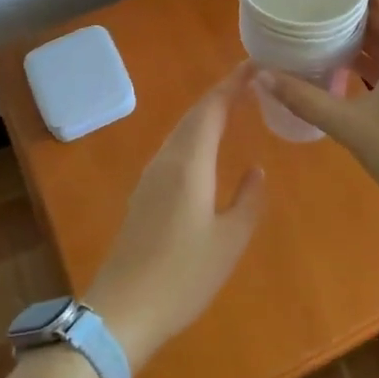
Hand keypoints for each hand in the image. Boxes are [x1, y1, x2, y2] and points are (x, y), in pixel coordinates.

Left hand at [84, 64, 265, 370]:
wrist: (122, 312)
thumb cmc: (182, 276)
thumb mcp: (229, 242)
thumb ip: (247, 201)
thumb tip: (256, 170)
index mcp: (189, 164)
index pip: (211, 109)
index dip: (232, 84)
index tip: (255, 65)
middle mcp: (166, 161)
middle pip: (193, 115)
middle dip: (221, 94)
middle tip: (250, 81)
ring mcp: (150, 178)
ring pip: (181, 132)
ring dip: (206, 114)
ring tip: (234, 107)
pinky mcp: (144, 196)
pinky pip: (174, 150)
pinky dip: (195, 136)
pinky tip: (206, 149)